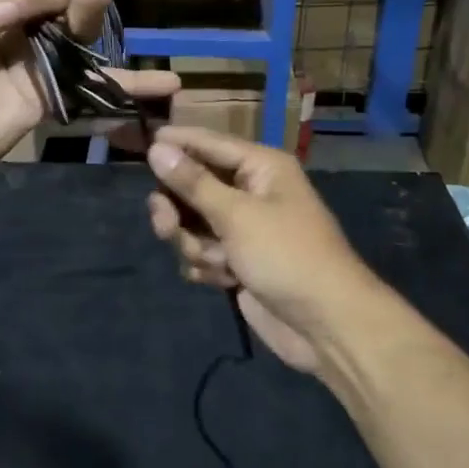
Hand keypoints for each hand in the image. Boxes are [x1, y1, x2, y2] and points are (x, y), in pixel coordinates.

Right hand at [145, 125, 376, 372]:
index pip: (209, 143)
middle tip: (165, 223)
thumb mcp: (236, 215)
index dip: (177, 142)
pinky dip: (208, 265)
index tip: (143, 142)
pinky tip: (222, 280)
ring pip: (194, 223)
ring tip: (213, 261)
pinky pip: (204, 251)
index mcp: (261, 167)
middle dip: (179, 209)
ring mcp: (245, 229)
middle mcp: (252, 191)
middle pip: (195, 186)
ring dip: (195, 244)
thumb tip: (157, 148)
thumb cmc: (285, 256)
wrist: (325, 325)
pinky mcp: (240, 261)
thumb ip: (192, 182)